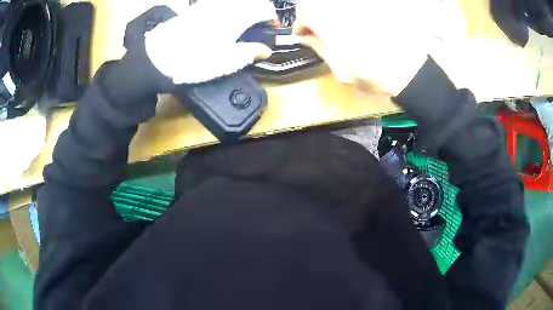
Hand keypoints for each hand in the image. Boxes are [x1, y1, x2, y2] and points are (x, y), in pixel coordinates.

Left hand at [144, 0, 277, 84]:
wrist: (158, 59)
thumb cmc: (195, 61)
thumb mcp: (226, 62)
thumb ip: (250, 53)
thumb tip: (266, 51)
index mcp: (236, 17)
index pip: (263, 8)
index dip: (271, 17)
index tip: (272, 27)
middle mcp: (224, 6)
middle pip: (250, 0)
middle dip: (259, 9)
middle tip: (259, 22)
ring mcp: (208, 5)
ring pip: (234, 0)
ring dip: (244, 6)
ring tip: (243, 21)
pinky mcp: (194, 9)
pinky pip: (218, 2)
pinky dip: (228, 7)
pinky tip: (222, 19)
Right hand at [293, 0, 432, 95]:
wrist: (413, 72)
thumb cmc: (378, 79)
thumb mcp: (344, 73)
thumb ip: (322, 50)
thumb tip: (304, 37)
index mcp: (338, 31)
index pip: (306, 12)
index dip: (300, 23)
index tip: (304, 34)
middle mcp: (348, 13)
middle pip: (318, 4)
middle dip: (313, 17)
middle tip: (318, 32)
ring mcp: (362, 9)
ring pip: (334, 4)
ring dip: (329, 14)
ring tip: (337, 30)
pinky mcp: (375, 7)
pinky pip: (352, 7)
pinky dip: (346, 13)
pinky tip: (354, 26)